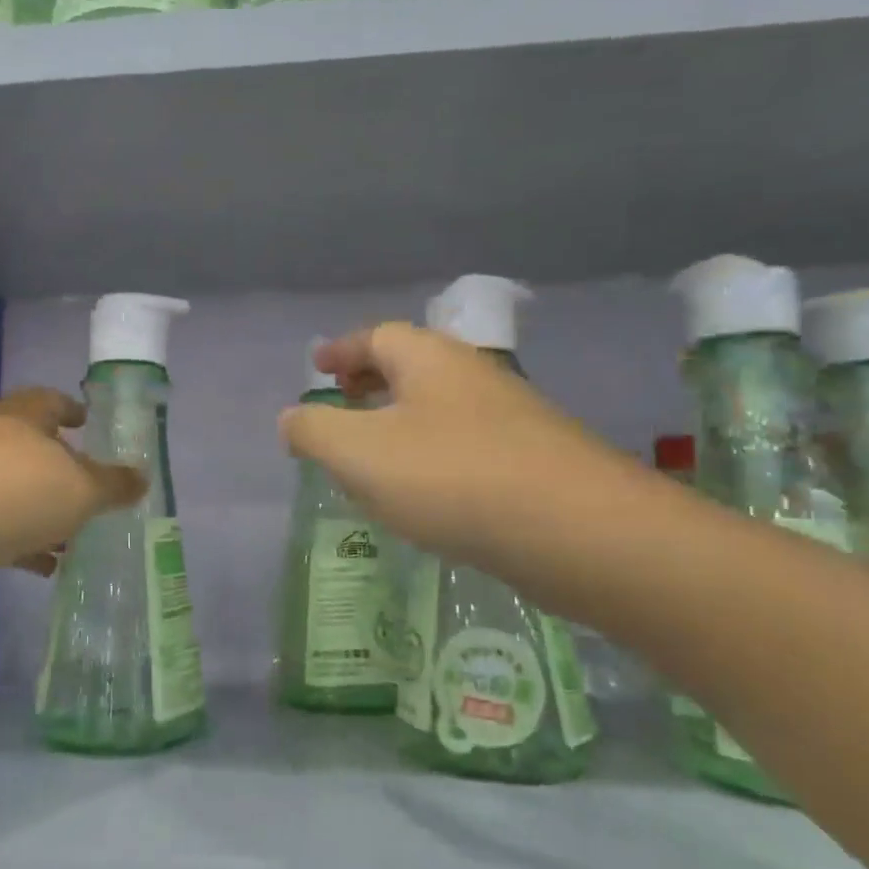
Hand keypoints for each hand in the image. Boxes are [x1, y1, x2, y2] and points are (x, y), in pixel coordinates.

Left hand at [0, 386, 146, 579]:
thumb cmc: (23, 492)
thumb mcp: (84, 490)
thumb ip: (114, 485)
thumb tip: (143, 479)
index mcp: (22, 416)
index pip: (50, 400)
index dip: (71, 409)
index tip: (86, 420)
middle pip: (30, 444)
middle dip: (59, 465)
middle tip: (83, 481)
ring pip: (12, 486)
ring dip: (40, 507)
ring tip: (70, 533)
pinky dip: (21, 538)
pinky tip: (44, 563)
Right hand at [278, 323, 607, 579]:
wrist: (577, 531)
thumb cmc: (451, 477)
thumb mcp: (359, 453)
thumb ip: (314, 431)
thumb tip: (292, 418)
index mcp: (429, 359)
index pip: (376, 336)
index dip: (341, 351)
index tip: (317, 369)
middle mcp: (472, 375)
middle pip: (411, 366)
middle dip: (371, 382)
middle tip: (341, 405)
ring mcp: (510, 417)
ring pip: (439, 407)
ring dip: (401, 421)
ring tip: (373, 456)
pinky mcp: (532, 461)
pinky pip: (464, 443)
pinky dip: (431, 454)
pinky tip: (425, 494)